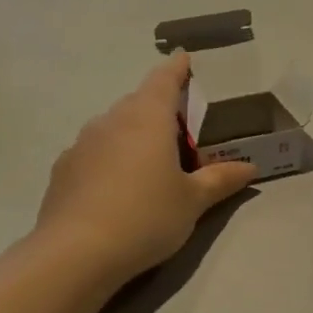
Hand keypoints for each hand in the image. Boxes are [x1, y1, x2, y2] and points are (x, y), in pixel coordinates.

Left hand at [36, 53, 256, 281]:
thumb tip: (249, 167)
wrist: (76, 254)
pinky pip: (94, 153)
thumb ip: (221, 180)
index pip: (164, 80)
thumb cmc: (146, 217)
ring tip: (150, 163)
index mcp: (147, 118)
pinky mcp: (63, 170)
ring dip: (133, 135)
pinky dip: (110, 159)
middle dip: (159, 109)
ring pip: (114, 128)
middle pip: (138, 103)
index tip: (184, 58)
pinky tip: (118, 189)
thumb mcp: (193, 202)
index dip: (177, 68)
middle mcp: (111, 121)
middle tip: (180, 129)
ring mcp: (82, 144)